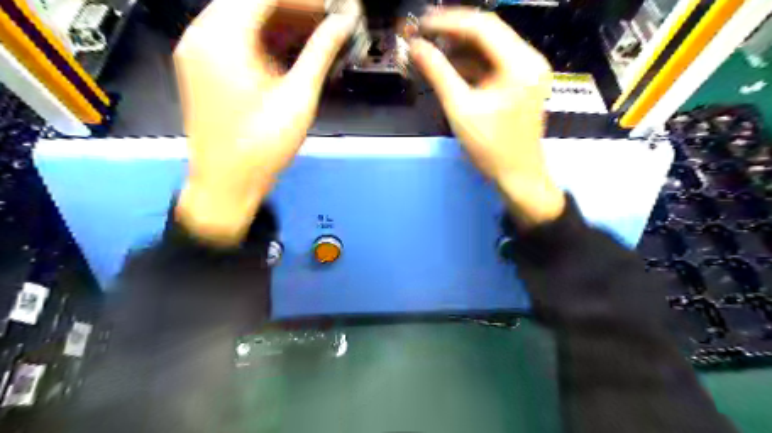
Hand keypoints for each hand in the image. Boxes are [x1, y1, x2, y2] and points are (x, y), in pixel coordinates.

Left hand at [173, 0, 355, 243]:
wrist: (226, 183)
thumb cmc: (263, 145)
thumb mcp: (298, 98)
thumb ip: (320, 54)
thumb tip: (343, 24)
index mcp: (223, 37)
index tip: (334, 8)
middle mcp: (201, 33)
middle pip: (250, 0)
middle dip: (293, 7)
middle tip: (328, 22)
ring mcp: (197, 49)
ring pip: (241, 15)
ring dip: (279, 20)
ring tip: (315, 33)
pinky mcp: (201, 65)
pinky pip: (233, 35)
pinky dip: (263, 36)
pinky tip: (290, 48)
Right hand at [409, 8, 565, 227]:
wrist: (518, 176)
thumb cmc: (491, 149)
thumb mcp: (460, 110)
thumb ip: (438, 74)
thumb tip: (415, 48)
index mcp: (520, 64)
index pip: (481, 26)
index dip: (447, 22)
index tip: (420, 24)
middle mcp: (530, 60)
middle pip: (487, 32)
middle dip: (453, 33)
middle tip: (423, 36)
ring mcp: (528, 70)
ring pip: (489, 47)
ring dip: (460, 49)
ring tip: (432, 52)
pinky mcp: (522, 82)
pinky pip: (494, 63)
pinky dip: (471, 64)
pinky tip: (450, 69)